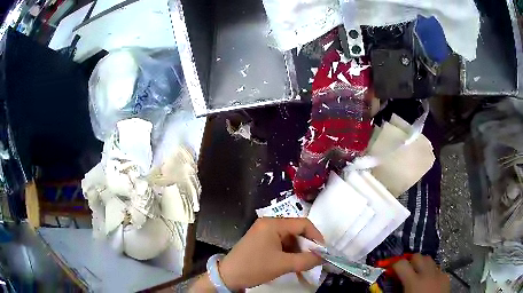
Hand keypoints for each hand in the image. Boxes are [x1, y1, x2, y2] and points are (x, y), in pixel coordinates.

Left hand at [218, 218, 323, 290]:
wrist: (228, 276)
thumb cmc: (254, 267)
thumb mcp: (282, 265)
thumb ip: (306, 260)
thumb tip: (323, 258)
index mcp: (273, 224)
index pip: (303, 223)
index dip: (316, 236)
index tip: (322, 251)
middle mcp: (269, 224)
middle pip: (296, 231)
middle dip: (307, 246)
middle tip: (314, 259)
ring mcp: (264, 232)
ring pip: (289, 239)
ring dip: (298, 252)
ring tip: (303, 265)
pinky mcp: (261, 241)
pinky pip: (281, 244)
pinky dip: (289, 254)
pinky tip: (292, 265)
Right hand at [392, 254, 449, 292]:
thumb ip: (395, 290)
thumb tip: (386, 284)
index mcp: (414, 281)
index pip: (401, 264)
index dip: (394, 265)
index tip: (390, 269)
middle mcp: (427, 274)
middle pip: (418, 256)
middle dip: (410, 261)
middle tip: (405, 270)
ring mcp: (439, 274)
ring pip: (430, 260)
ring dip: (422, 264)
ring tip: (418, 274)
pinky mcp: (446, 277)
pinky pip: (438, 269)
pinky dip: (432, 273)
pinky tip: (429, 282)